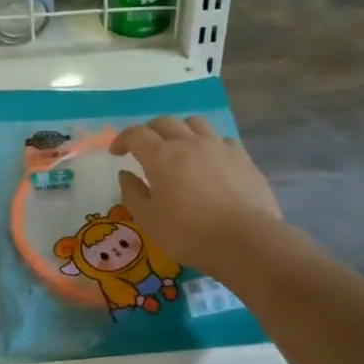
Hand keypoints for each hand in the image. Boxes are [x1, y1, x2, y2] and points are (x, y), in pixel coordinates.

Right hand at [110, 116, 282, 282]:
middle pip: (164, 122)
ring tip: (180, 147)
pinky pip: (221, 139)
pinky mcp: (242, 156)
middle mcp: (188, 142)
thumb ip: (133, 194)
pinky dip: (209, 145)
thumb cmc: (190, 234)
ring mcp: (218, 146)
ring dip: (181, 130)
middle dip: (150, 131)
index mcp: (161, 156)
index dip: (122, 139)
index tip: (117, 152)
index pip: (135, 134)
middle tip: (145, 148)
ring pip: (194, 123)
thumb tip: (126, 174)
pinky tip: (211, 161)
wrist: (246, 240)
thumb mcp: (149, 221)